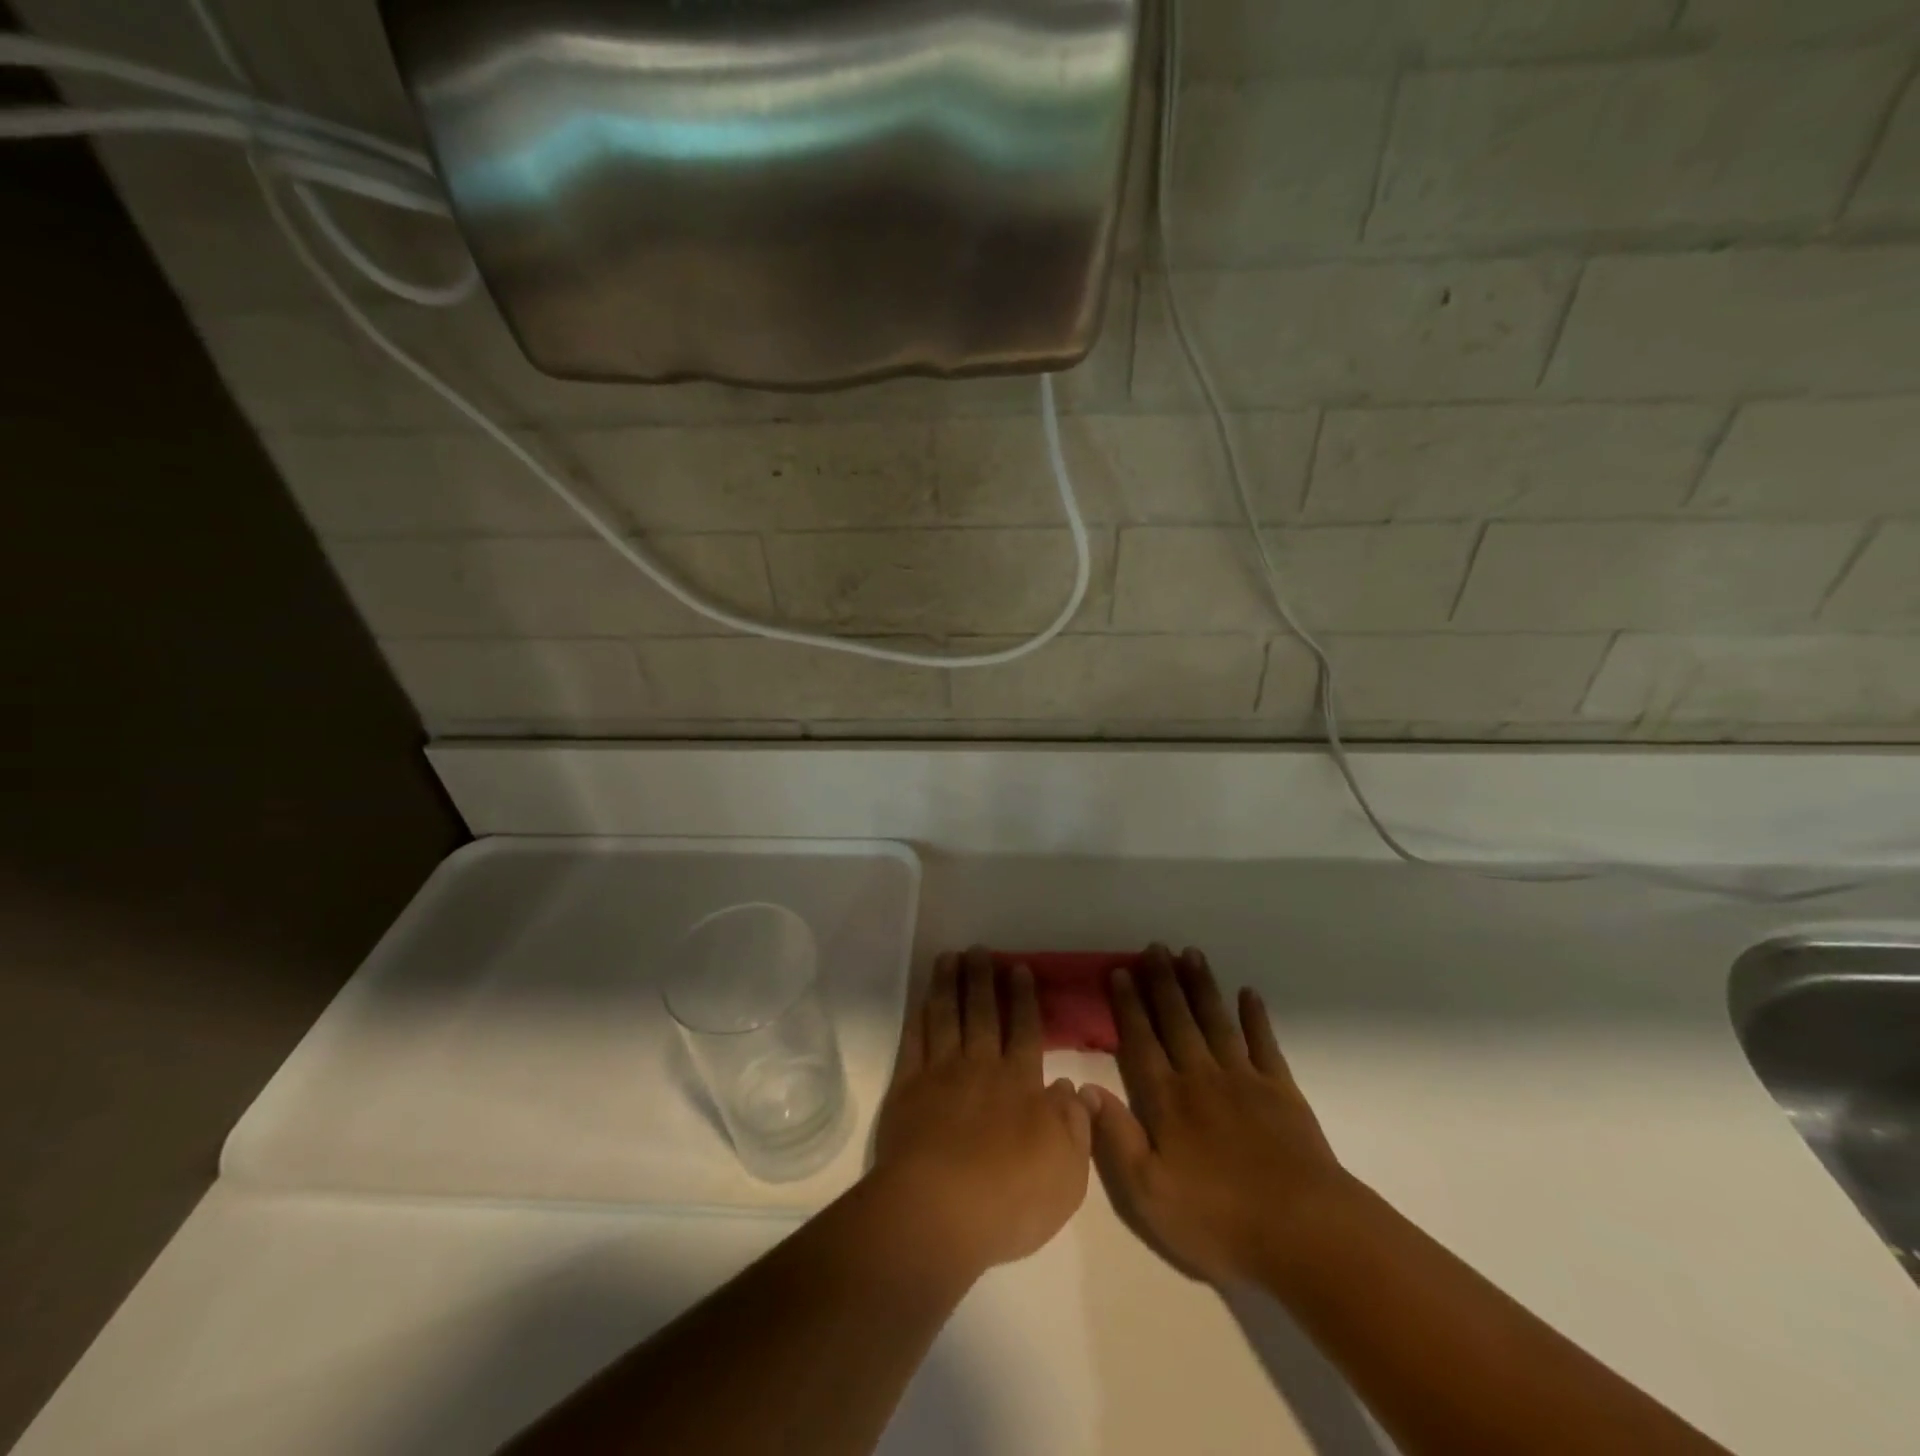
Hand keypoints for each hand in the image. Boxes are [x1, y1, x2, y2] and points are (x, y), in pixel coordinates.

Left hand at [869, 947, 1091, 1278]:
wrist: (940, 1212)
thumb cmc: (1012, 1198)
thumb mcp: (1068, 1171)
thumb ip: (1074, 1124)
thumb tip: (1074, 1088)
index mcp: (1021, 1083)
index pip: (1025, 1030)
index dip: (1023, 998)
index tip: (1019, 968)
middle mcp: (981, 1067)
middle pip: (982, 1013)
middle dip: (982, 979)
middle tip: (979, 950)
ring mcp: (940, 1074)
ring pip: (946, 1017)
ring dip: (948, 985)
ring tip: (950, 958)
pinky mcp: (907, 1088)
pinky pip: (914, 1041)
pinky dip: (918, 1017)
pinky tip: (921, 1001)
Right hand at [1083, 944, 1355, 1287]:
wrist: (1305, 1233)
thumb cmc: (1219, 1219)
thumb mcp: (1149, 1193)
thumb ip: (1115, 1137)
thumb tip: (1083, 1090)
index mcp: (1167, 1100)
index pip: (1141, 1042)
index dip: (1128, 1006)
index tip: (1119, 971)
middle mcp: (1201, 1077)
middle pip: (1177, 1020)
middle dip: (1163, 982)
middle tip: (1154, 947)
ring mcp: (1244, 1080)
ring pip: (1216, 1021)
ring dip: (1202, 986)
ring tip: (1190, 953)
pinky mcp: (1281, 1091)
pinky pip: (1264, 1043)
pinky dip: (1255, 1017)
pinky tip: (1248, 993)